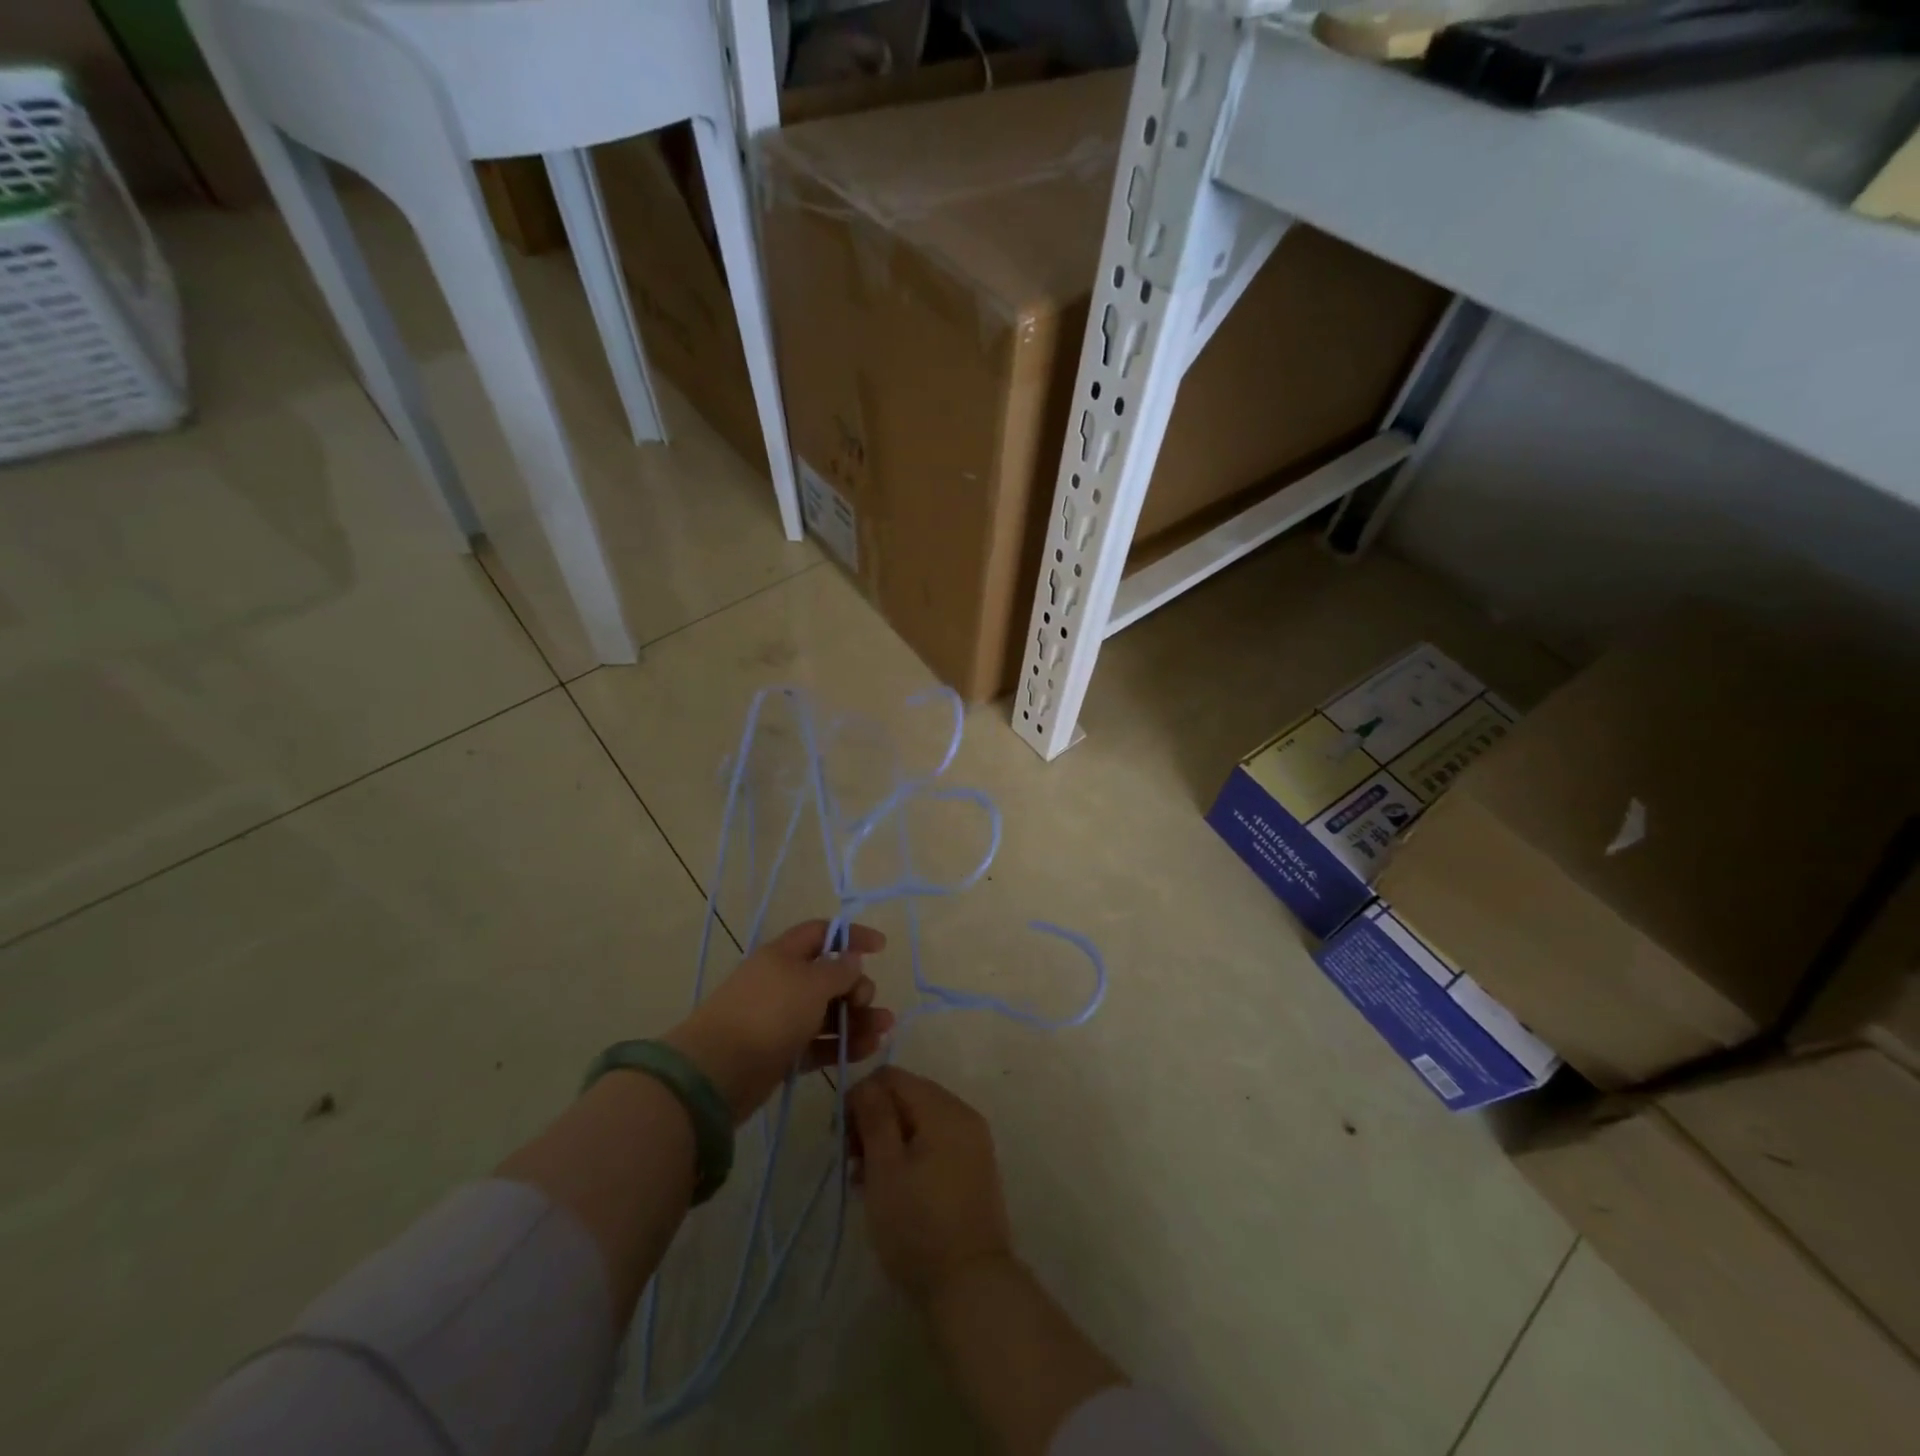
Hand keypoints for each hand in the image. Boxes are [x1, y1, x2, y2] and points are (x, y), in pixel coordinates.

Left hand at [664, 920, 891, 1122]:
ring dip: (858, 1018)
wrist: (718, 1070)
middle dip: (857, 986)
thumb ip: (839, 970)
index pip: (822, 933)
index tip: (881, 948)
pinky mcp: (782, 1053)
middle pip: (829, 976)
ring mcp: (781, 1019)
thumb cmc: (769, 1013)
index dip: (852, 936)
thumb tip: (853, 960)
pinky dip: (843, 1044)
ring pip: (828, 1013)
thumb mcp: (812, 983)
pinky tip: (869, 1048)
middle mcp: (783, 982)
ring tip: (884, 1029)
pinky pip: (820, 1043)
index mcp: (784, 954)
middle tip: (866, 1001)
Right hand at [846, 1066, 1015, 1303]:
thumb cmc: (919, 1225)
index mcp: (943, 1108)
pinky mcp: (974, 1167)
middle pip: (907, 1096)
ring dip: (888, 1140)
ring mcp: (972, 1142)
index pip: (892, 1077)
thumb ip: (874, 1117)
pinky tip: (890, 1187)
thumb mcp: (885, 1169)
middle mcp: (962, 1114)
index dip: (861, 1098)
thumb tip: (865, 1083)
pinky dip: (910, 1155)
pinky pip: (935, 1143)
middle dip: (874, 1120)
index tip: (842, 1136)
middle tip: (851, 1160)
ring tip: (864, 1180)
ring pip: (919, 1121)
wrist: (971, 1286)